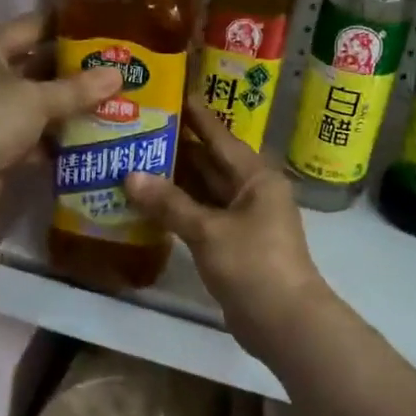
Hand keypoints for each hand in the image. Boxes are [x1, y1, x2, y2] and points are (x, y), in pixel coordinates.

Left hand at [0, 13, 120, 213]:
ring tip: (109, 108)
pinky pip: (26, 138)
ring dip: (63, 111)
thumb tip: (118, 74)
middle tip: (113, 74)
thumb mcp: (37, 99)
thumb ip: (77, 89)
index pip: (31, 26)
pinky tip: (84, 144)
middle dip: (71, 74)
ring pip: (30, 106)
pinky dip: (49, 142)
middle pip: (32, 68)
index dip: (66, 27)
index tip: (102, 31)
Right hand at [124, 100, 331, 341]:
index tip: (170, 93)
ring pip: (204, 191)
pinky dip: (178, 210)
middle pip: (210, 162)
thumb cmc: (253, 265)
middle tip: (137, 128)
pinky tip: (148, 203)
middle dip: (176, 148)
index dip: (195, 116)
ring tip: (133, 160)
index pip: (220, 137)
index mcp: (255, 177)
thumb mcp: (209, 231)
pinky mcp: (233, 244)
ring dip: (174, 181)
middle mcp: (251, 192)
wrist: (284, 323)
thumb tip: (130, 175)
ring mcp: (243, 220)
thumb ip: (170, 203)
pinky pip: (202, 216)